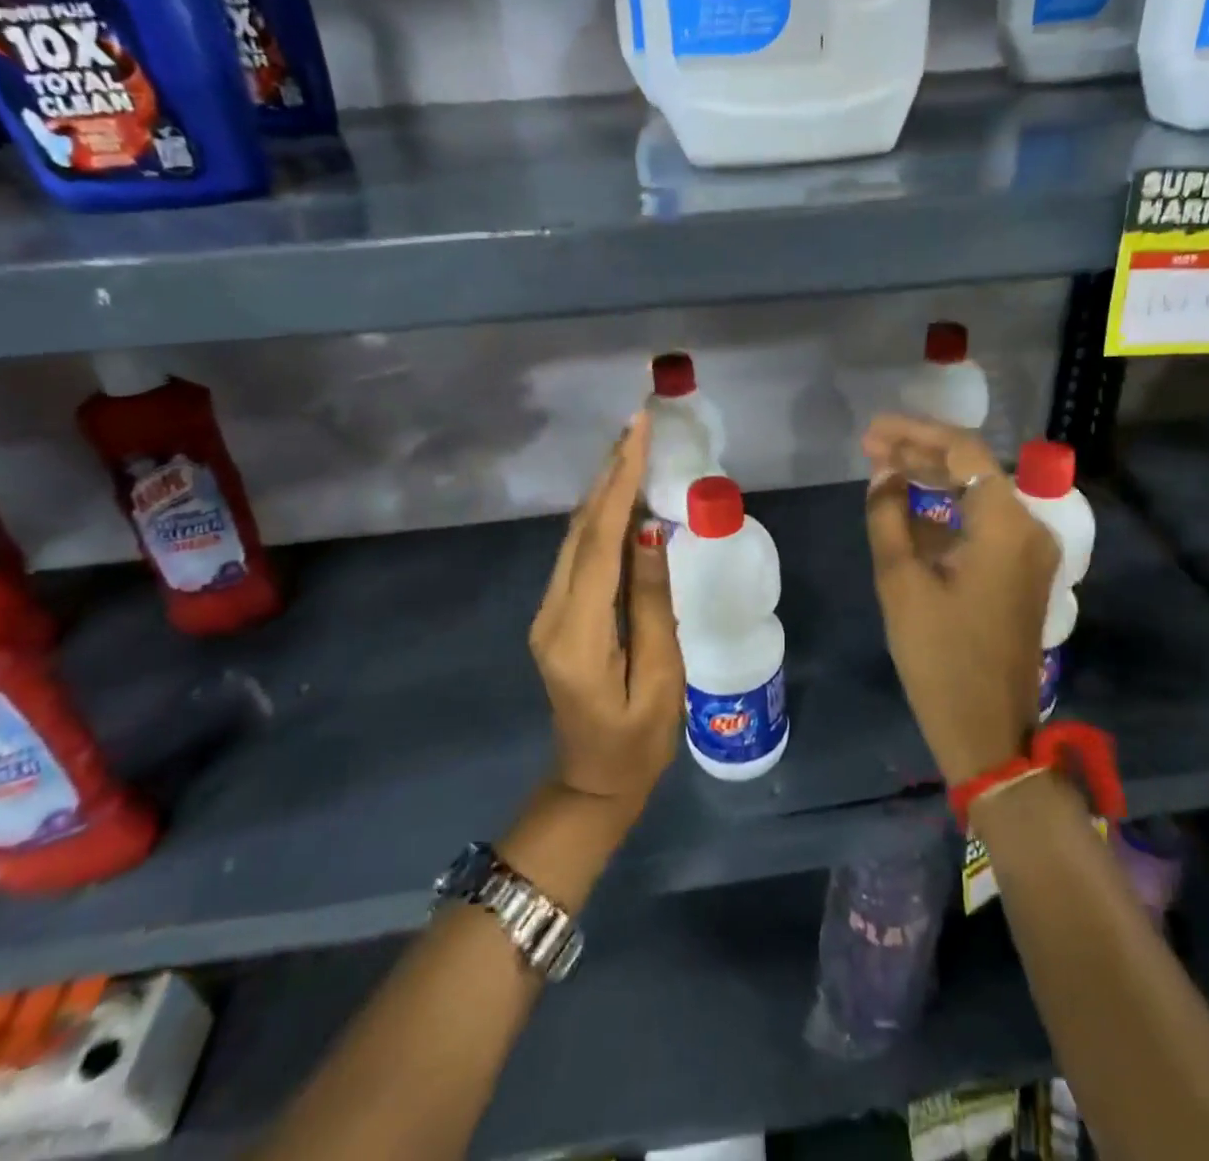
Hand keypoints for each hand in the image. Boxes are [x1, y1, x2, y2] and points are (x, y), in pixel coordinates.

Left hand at [529, 414, 684, 808]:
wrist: (591, 783)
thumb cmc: (637, 743)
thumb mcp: (660, 679)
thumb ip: (652, 604)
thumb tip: (652, 533)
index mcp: (576, 632)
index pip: (598, 541)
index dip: (620, 483)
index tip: (638, 434)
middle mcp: (551, 612)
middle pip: (579, 529)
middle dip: (609, 472)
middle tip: (637, 424)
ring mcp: (549, 612)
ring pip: (575, 537)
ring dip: (604, 490)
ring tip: (632, 447)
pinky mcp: (557, 615)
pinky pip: (579, 555)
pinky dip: (601, 518)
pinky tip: (621, 498)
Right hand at [861, 414, 1058, 786]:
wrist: (987, 731)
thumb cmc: (939, 656)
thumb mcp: (901, 580)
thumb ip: (888, 515)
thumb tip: (883, 472)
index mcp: (1006, 524)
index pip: (963, 451)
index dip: (914, 433)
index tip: (872, 430)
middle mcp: (1029, 528)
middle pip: (974, 469)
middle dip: (922, 453)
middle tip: (872, 447)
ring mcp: (1031, 553)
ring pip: (979, 496)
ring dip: (934, 481)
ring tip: (884, 471)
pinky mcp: (1022, 574)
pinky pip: (984, 526)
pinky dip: (948, 515)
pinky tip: (909, 514)